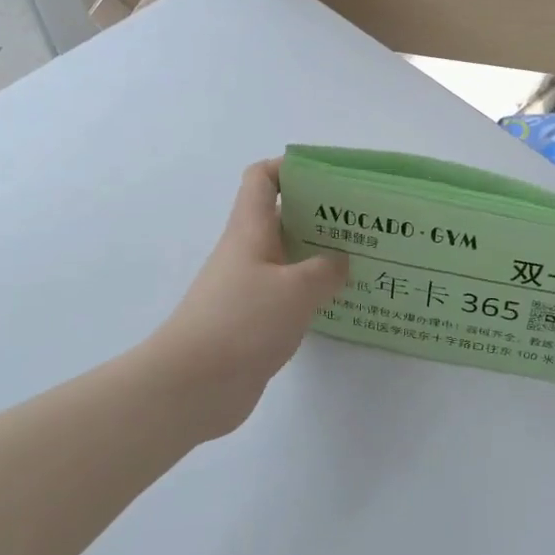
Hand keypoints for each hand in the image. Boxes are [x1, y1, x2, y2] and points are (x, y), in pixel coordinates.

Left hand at [148, 159, 349, 440]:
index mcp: (250, 230)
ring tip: (362, 259)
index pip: (262, 179)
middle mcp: (247, 252)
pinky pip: (286, 294)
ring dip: (319, 256)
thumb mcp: (296, 289)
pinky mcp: (252, 321)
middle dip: (320, 214)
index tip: (329, 178)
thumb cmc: (243, 322)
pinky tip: (340, 301)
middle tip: (362, 222)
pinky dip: (311, 292)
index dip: (290, 167)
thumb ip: (326, 270)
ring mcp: (247, 288)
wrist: (192, 386)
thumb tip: (340, 261)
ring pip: (287, 258)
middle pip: (281, 217)